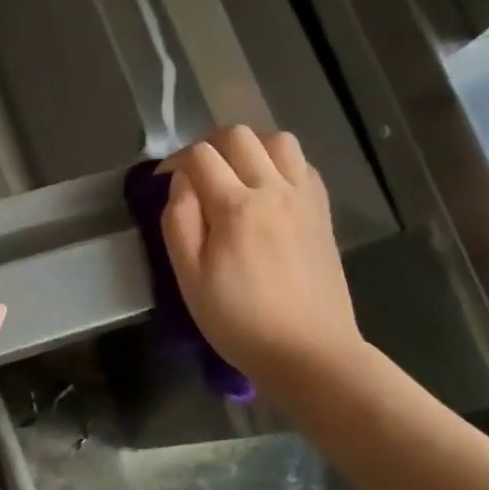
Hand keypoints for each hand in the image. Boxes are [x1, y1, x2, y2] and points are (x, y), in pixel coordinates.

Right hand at [159, 127, 364, 392]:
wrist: (310, 353)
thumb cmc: (240, 321)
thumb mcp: (190, 279)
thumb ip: (179, 222)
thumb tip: (181, 184)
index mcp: (236, 207)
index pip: (200, 156)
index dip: (175, 162)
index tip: (165, 183)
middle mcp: (274, 190)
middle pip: (239, 136)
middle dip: (210, 147)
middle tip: (198, 178)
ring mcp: (304, 199)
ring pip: (278, 140)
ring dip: (251, 149)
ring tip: (237, 178)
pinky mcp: (323, 213)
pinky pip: (304, 166)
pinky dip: (281, 166)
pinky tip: (270, 193)